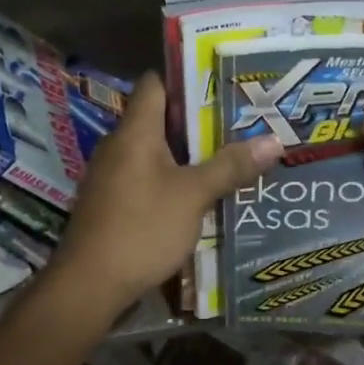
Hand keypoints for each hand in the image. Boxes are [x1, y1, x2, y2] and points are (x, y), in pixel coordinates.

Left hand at [48, 72, 282, 319]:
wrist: (89, 285)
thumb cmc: (141, 228)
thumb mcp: (193, 196)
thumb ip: (230, 166)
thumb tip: (274, 140)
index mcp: (135, 131)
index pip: (155, 84)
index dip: (186, 79)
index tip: (222, 84)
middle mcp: (119, 145)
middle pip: (158, 118)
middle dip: (198, 120)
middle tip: (238, 122)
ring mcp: (111, 174)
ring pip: (154, 150)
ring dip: (186, 152)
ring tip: (227, 154)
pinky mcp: (112, 202)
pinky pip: (146, 175)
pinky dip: (171, 177)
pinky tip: (198, 192)